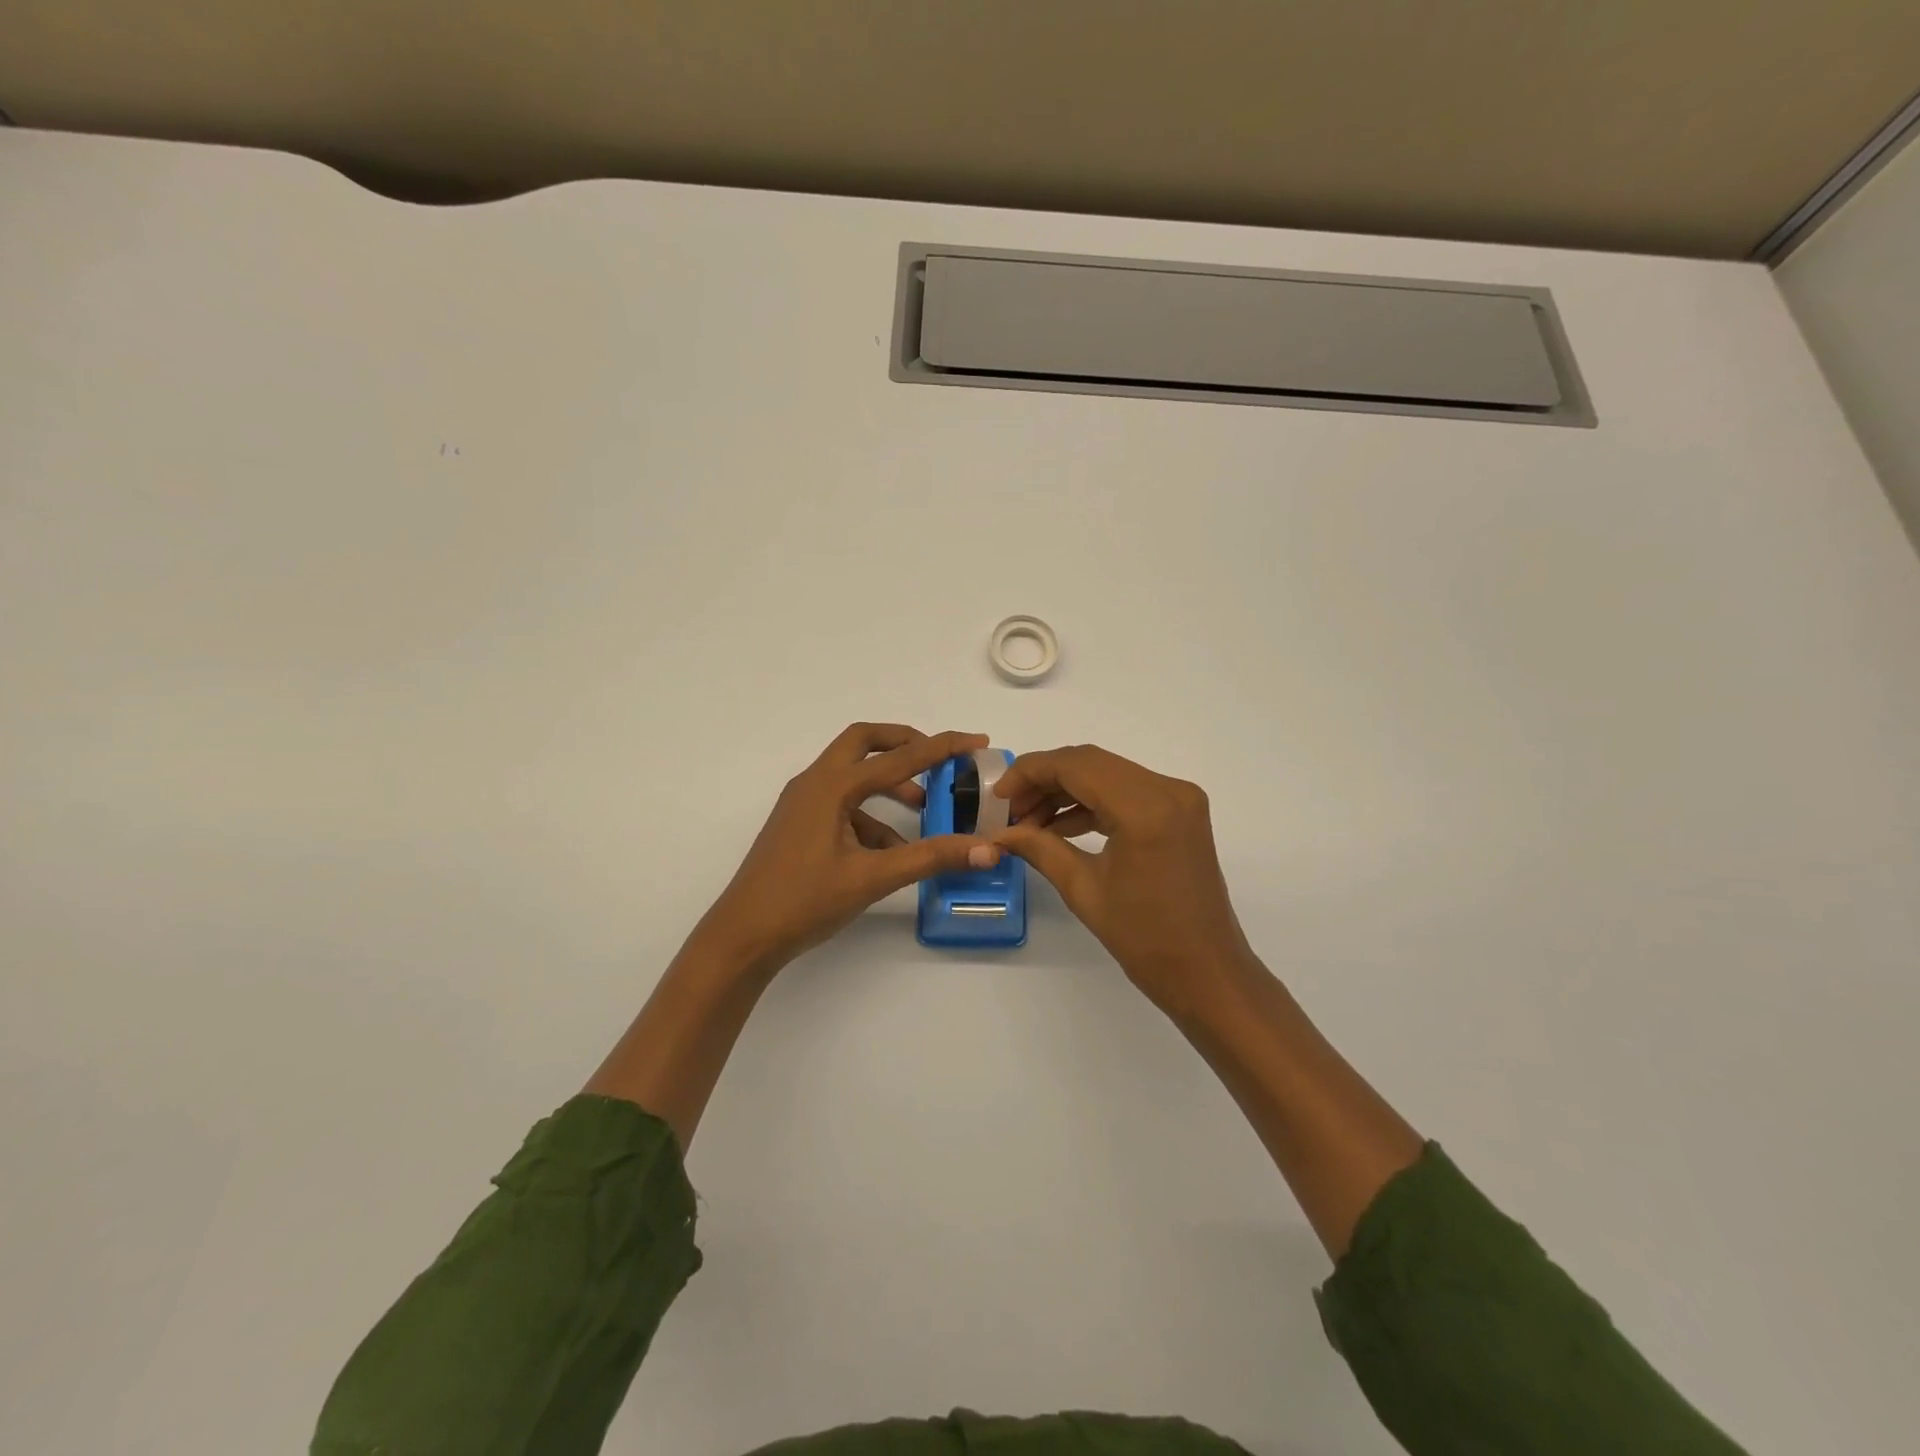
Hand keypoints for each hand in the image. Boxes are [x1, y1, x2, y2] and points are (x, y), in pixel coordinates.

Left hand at [691, 723, 999, 976]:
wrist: (743, 936)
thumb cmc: (804, 901)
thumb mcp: (873, 878)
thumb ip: (931, 858)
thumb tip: (987, 850)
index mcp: (831, 786)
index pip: (898, 757)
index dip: (942, 747)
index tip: (976, 742)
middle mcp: (815, 783)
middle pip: (864, 742)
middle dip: (905, 744)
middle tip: (939, 758)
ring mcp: (803, 803)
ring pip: (853, 775)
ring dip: (889, 784)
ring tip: (924, 808)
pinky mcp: (800, 824)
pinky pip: (843, 805)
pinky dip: (871, 816)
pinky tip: (891, 850)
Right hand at [992, 745, 1256, 1018]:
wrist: (1208, 973)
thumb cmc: (1145, 939)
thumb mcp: (1083, 890)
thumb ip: (1039, 848)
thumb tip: (998, 833)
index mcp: (1145, 808)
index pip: (1076, 765)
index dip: (1030, 772)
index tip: (998, 795)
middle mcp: (1168, 789)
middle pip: (1092, 763)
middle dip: (1045, 780)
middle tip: (1010, 809)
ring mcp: (1179, 798)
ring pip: (1108, 774)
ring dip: (1067, 791)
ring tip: (1029, 822)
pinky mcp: (1181, 812)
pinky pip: (1127, 791)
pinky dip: (1092, 802)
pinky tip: (1060, 826)